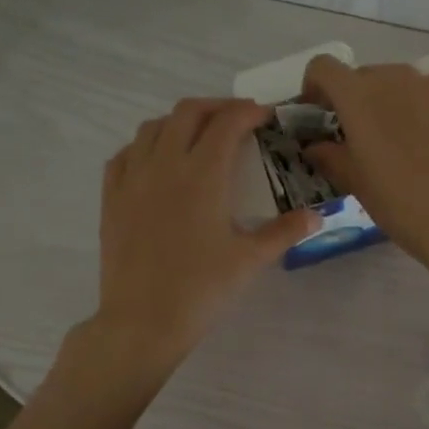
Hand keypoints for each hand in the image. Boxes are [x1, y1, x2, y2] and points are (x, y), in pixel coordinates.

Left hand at [91, 98, 317, 368]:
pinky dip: (145, 146)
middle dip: (215, 107)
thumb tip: (316, 216)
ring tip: (198, 137)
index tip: (264, 116)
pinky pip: (125, 155)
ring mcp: (132, 179)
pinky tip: (156, 162)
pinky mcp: (112, 198)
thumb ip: (284, 232)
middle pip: (187, 112)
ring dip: (179, 122)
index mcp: (202, 174)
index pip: (226, 124)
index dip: (248, 112)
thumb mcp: (250, 259)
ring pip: (152, 128)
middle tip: (236, 121)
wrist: (143, 321)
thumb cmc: (201, 289)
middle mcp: (164, 165)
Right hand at [299, 54, 428, 264]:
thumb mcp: (353, 181)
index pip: (323, 68)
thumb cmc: (396, 199)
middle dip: (354, 100)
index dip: (315, 87)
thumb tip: (315, 146)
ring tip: (398, 140)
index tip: (319, 113)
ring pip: (398, 82)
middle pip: (362, 76)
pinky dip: (421, 107)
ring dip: (389, 102)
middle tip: (359, 136)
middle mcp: (392, 77)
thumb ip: (328, 155)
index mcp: (356, 95)